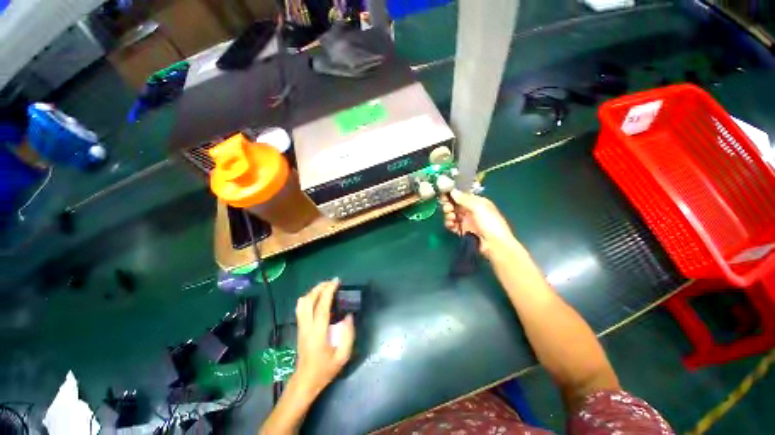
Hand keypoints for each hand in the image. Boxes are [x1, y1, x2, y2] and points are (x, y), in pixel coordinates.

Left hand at [292, 279, 354, 398]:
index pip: (321, 306)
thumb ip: (348, 335)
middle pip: (308, 300)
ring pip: (301, 303)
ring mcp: (301, 327)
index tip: (337, 281)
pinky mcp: (299, 328)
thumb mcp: (343, 356)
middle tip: (332, 283)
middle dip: (320, 287)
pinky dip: (309, 298)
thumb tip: (348, 316)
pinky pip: (301, 308)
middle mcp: (306, 326)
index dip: (329, 291)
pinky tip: (318, 298)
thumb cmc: (325, 370)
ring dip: (313, 291)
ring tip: (325, 287)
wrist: (305, 381)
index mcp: (318, 333)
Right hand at [440, 189, 519, 258]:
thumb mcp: (478, 207)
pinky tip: (452, 225)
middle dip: (448, 206)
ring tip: (452, 219)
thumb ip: (464, 199)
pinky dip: (449, 224)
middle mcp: (470, 210)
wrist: (495, 245)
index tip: (443, 195)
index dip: (452, 195)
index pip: (461, 196)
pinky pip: (452, 225)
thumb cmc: (490, 223)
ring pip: (451, 215)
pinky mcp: (462, 231)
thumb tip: (452, 190)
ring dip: (448, 215)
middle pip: (454, 205)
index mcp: (476, 202)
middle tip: (448, 209)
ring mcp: (466, 221)